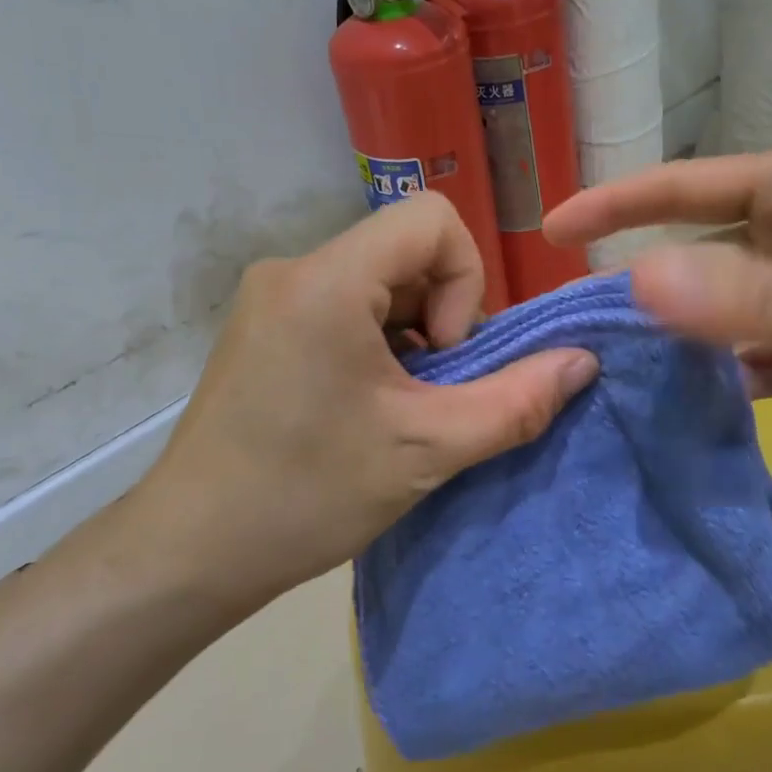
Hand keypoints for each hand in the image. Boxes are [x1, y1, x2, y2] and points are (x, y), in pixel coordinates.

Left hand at [123, 193, 598, 612]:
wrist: (188, 552)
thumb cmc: (305, 497)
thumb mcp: (426, 450)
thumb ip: (517, 402)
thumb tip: (584, 361)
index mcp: (327, 280)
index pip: (431, 219)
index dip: (465, 280)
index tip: (444, 357)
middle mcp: (293, 268)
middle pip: (406, 252)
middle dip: (440, 317)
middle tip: (427, 393)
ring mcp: (271, 295)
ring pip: (379, 281)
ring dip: (410, 335)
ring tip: (395, 406)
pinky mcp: (263, 324)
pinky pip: (344, 303)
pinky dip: (377, 342)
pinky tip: (363, 405)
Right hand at [545, 146, 771, 454]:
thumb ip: (749, 294)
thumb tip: (633, 283)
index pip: (682, 187)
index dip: (614, 204)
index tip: (549, 231)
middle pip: (694, 255)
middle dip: (640, 284)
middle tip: (576, 329)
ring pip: (722, 314)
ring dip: (680, 341)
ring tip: (617, 377)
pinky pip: (759, 359)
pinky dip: (728, 380)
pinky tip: (694, 409)